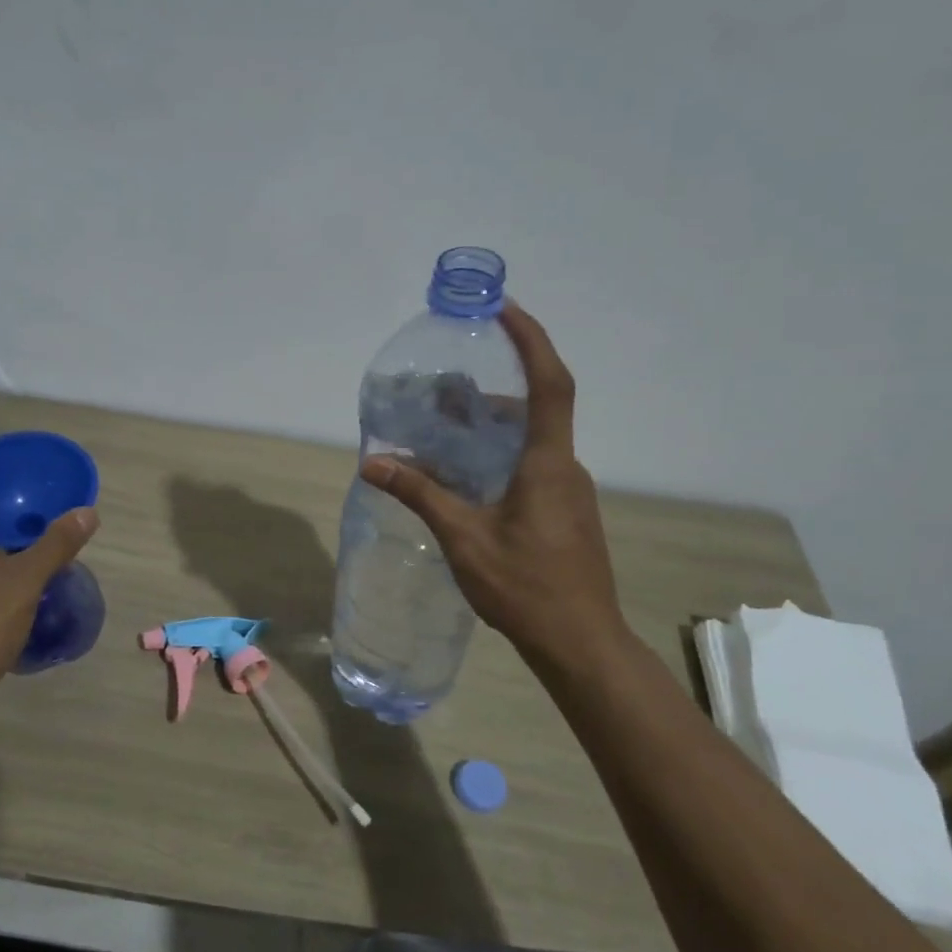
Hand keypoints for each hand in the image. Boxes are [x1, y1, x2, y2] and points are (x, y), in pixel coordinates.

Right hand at [360, 303, 631, 681]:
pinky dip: (499, 455)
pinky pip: (532, 467)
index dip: (531, 340)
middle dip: (492, 387)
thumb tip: (372, 462)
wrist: (579, 642)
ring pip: (530, 441)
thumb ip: (420, 494)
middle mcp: (565, 468)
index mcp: (548, 463)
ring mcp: (569, 492)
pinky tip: (466, 476)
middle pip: (534, 409)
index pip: (550, 384)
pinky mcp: (565, 513)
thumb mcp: (464, 537)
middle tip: (444, 387)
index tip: (504, 309)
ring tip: (445, 428)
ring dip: (492, 426)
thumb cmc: (524, 586)